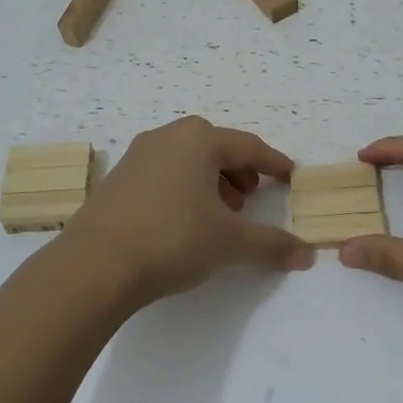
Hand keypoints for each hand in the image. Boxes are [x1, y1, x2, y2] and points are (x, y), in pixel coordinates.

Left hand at [65, 117, 314, 306]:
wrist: (95, 264)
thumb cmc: (172, 239)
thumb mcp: (229, 243)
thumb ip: (271, 244)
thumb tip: (307, 255)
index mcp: (199, 140)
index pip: (248, 146)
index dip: (272, 162)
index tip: (288, 174)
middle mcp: (166, 137)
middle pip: (215, 147)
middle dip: (238, 171)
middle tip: (250, 198)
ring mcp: (136, 156)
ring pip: (186, 160)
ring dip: (209, 180)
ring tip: (219, 213)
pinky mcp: (116, 179)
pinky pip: (162, 174)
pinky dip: (182, 188)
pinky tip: (183, 220)